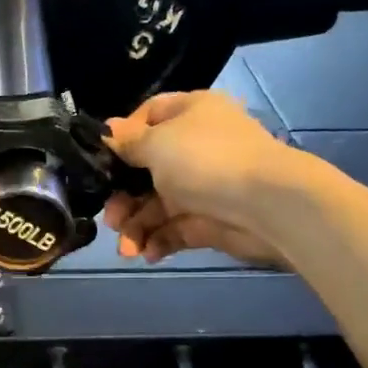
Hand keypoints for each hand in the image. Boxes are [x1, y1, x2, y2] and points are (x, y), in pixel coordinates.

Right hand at [102, 90, 293, 266]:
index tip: (100, 160)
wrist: (266, 205)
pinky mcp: (208, 221)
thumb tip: (107, 131)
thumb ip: (127, 142)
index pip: (147, 117)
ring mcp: (202, 186)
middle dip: (123, 197)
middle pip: (145, 170)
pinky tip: (148, 254)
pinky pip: (174, 229)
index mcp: (189, 114)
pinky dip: (158, 241)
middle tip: (110, 219)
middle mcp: (195, 147)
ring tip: (127, 248)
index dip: (121, 138)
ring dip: (136, 226)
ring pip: (156, 205)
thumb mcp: (158, 143)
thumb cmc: (206, 161)